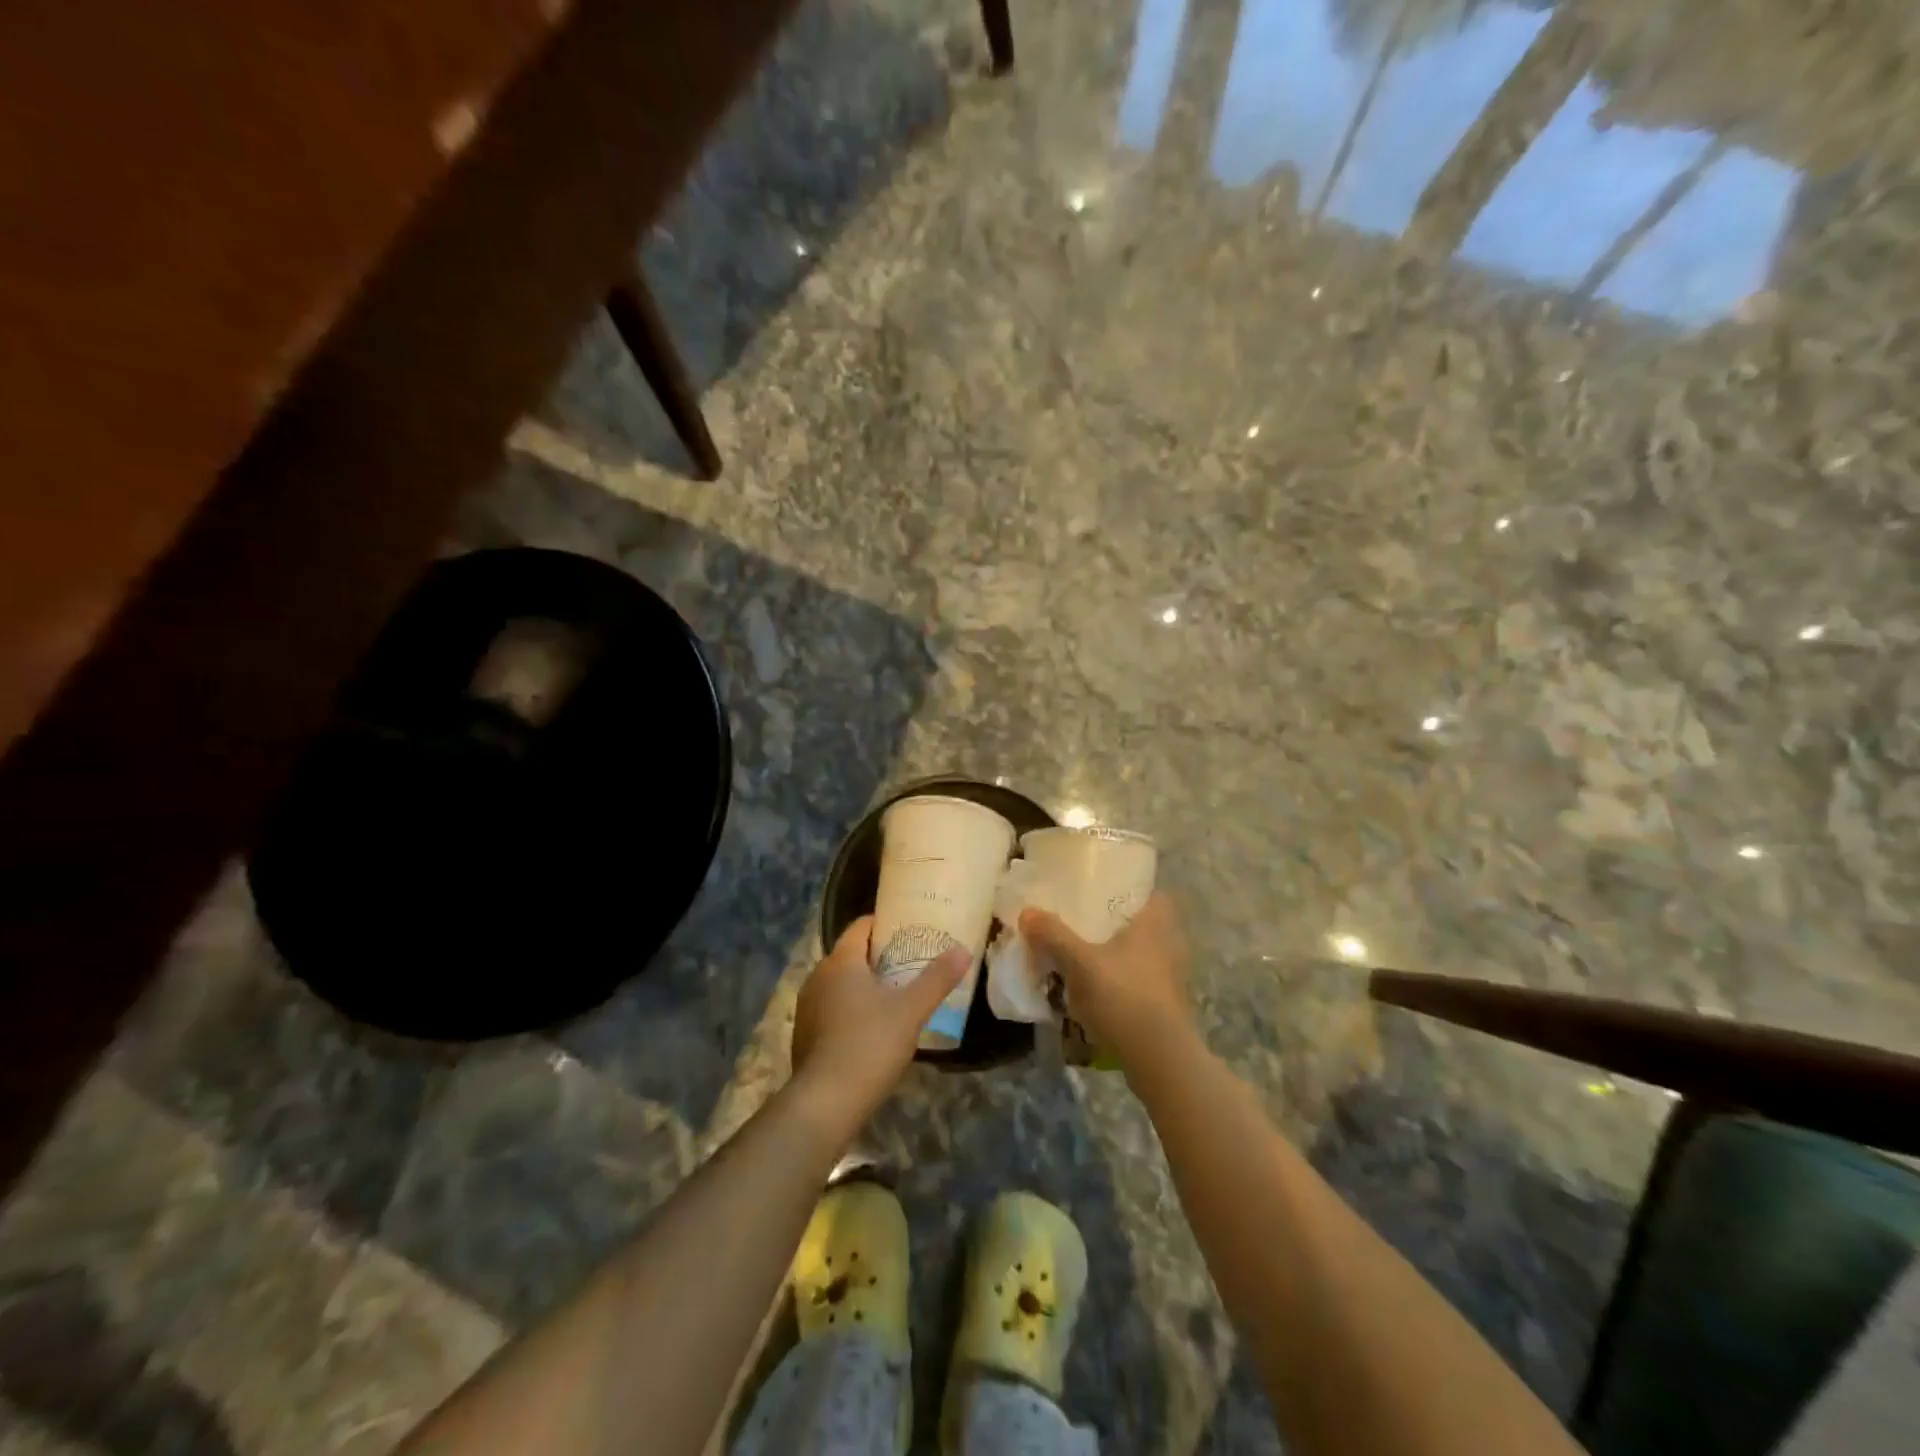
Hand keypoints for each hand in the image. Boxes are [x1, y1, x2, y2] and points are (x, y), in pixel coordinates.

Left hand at [791, 916, 968, 1132]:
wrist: (825, 1103)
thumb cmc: (869, 1045)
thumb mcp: (911, 1010)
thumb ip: (937, 978)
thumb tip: (963, 949)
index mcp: (840, 961)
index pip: (861, 926)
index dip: (885, 924)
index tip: (910, 930)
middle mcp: (818, 976)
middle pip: (851, 955)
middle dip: (879, 957)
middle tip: (911, 963)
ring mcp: (807, 1007)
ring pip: (840, 984)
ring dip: (864, 985)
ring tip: (895, 995)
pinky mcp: (804, 1035)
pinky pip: (832, 1009)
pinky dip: (851, 1010)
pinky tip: (872, 1028)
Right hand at [1019, 893, 1193, 1070]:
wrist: (1159, 1058)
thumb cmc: (1123, 996)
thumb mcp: (1079, 963)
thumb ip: (1053, 936)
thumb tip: (1027, 911)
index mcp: (1156, 922)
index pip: (1154, 893)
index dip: (1132, 890)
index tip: (1105, 893)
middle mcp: (1171, 943)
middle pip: (1145, 924)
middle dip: (1119, 925)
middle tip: (1086, 925)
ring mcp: (1172, 977)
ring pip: (1143, 955)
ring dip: (1119, 956)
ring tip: (1086, 959)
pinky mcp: (1167, 1005)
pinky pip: (1142, 981)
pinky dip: (1123, 982)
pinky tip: (1098, 992)